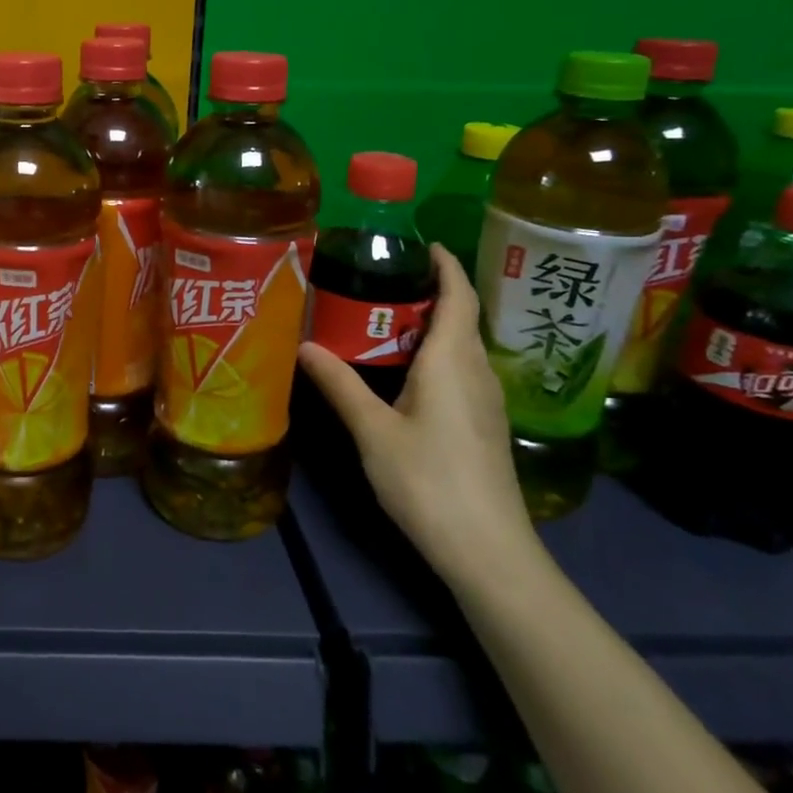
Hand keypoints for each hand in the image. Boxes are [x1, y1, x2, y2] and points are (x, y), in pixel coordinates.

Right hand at [298, 244, 536, 584]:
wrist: (488, 550)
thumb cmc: (429, 481)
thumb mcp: (373, 431)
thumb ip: (340, 384)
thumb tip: (304, 344)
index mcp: (452, 361)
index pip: (458, 296)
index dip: (444, 264)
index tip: (418, 242)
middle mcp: (476, 371)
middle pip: (460, 316)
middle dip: (427, 289)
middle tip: (376, 277)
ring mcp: (485, 400)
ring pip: (460, 344)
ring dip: (430, 322)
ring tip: (382, 315)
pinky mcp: (482, 423)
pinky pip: (460, 369)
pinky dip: (434, 351)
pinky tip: (402, 367)